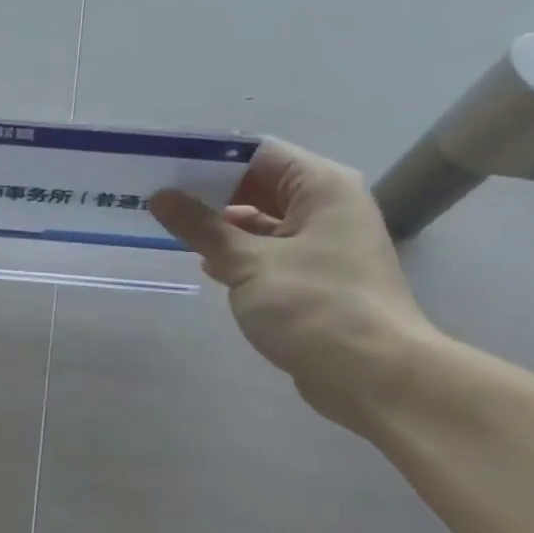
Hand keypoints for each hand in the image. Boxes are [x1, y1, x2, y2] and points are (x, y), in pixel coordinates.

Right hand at [149, 138, 439, 428]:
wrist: (376, 379)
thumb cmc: (315, 307)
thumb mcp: (248, 262)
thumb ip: (201, 227)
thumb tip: (160, 198)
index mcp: (322, 187)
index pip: (258, 153)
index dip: (210, 158)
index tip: (165, 166)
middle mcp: (327, 207)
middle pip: (259, 185)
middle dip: (210, 193)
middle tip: (157, 196)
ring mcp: (323, 245)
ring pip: (262, 222)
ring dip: (220, 226)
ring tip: (170, 227)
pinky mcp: (315, 279)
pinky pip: (269, 253)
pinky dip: (238, 254)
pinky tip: (204, 263)